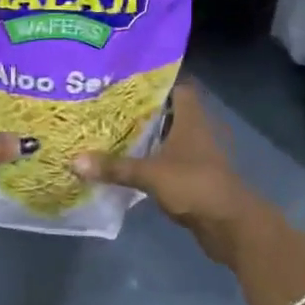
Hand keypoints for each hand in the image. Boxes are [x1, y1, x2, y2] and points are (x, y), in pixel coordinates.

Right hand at [72, 83, 267, 265]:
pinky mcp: (192, 176)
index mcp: (190, 118)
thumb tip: (74, 160)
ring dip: (145, 136)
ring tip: (109, 130)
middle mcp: (195, 130)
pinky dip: (150, 159)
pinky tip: (125, 162)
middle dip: (141, 109)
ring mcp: (195, 154)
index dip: (154, 80)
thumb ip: (115, 167)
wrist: (230, 225)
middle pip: (167, 112)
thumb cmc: (195, 185)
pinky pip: (166, 160)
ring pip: (166, 137)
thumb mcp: (151, 174)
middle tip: (107, 105)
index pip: (176, 86)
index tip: (125, 79)